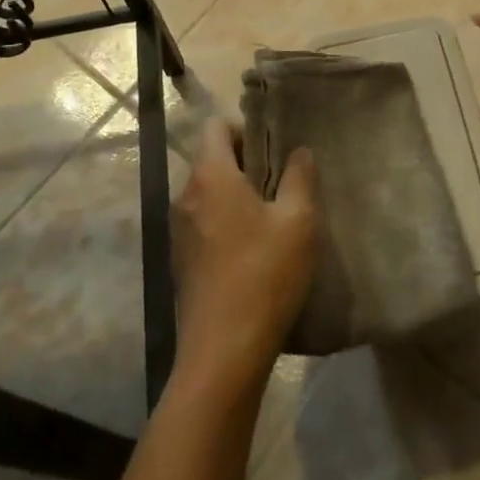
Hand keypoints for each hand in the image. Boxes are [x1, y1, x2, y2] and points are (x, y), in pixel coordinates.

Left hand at [172, 118, 318, 389]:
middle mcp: (187, 195)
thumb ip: (300, 177)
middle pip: (212, 159)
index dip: (245, 129)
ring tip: (272, 219)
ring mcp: (179, 230)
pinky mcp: (182, 261)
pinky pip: (204, 223)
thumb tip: (299, 152)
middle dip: (245, 164)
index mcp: (210, 175)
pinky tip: (254, 251)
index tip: (273, 153)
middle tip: (281, 185)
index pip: (216, 126)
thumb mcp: (298, 221)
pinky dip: (226, 223)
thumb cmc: (264, 275)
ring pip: (209, 193)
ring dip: (237, 196)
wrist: (223, 353)